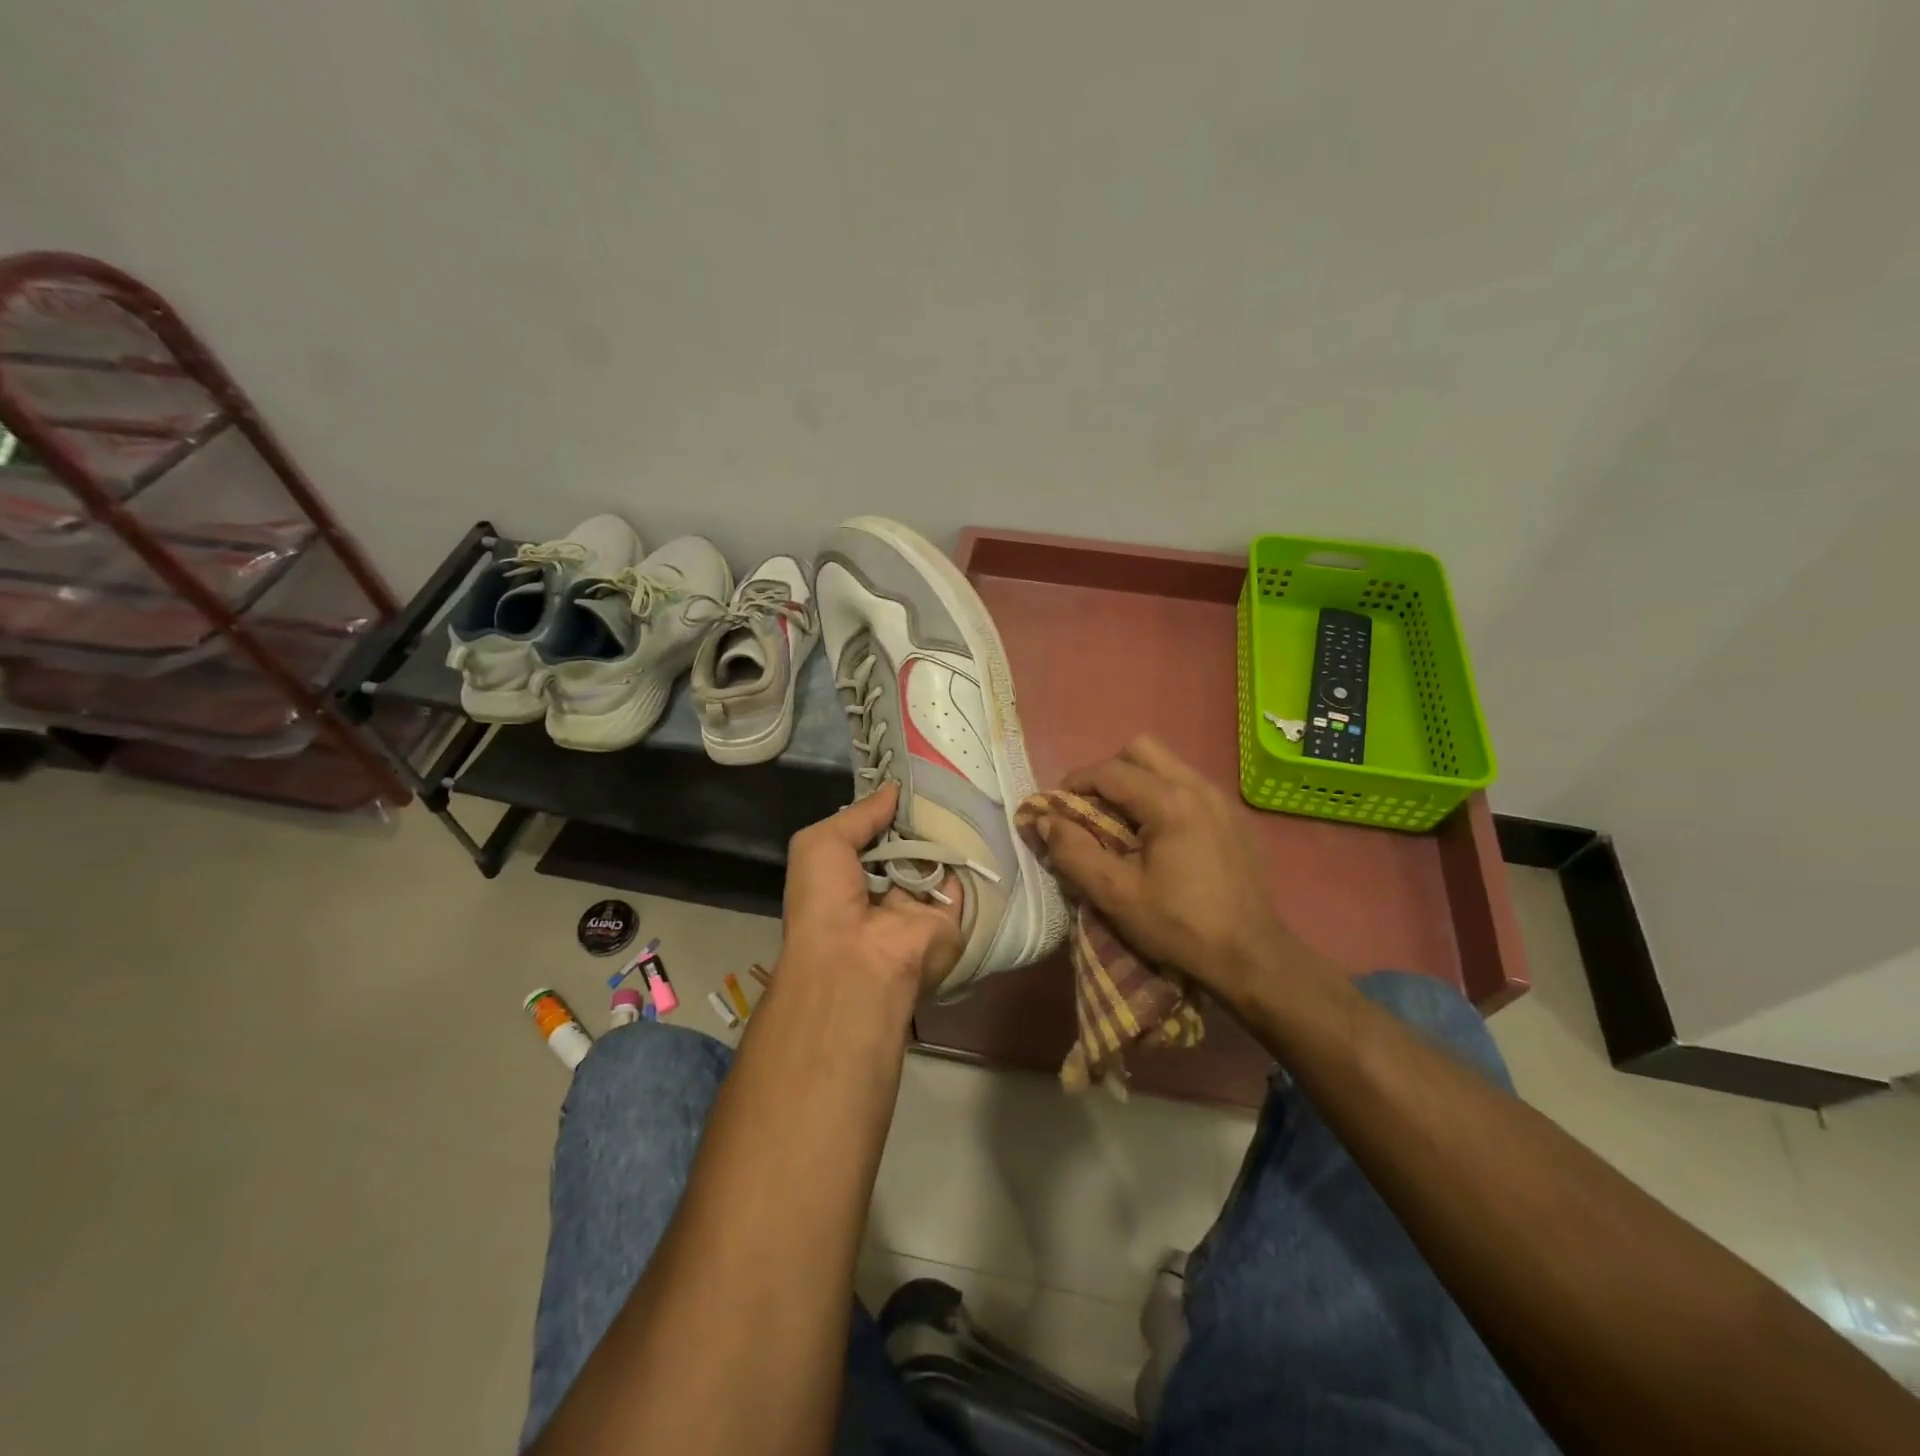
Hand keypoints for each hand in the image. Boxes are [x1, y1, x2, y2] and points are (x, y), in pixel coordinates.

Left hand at [778, 783, 964, 1013]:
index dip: (886, 810)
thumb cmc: (826, 901)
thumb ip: (859, 813)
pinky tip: (978, 821)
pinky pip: (962, 882)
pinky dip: (968, 857)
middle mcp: (882, 893)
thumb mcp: (821, 843)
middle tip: (942, 779)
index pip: (871, 837)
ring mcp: (917, 907)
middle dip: (918, 819)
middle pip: (906, 847)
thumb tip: (894, 788)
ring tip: (962, 791)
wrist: (857, 963)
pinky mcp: (949, 920)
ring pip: (935, 861)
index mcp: (846, 878)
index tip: (909, 778)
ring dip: (945, 833)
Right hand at [1039, 736, 1328, 1002]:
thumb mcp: (1116, 896)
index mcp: (1170, 802)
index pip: (1110, 771)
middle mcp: (1199, 787)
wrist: (1252, 957)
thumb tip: (1044, 820)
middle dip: (1109, 772)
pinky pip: (1190, 786)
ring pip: (1168, 764)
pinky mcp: (1235, 817)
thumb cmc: (1180, 926)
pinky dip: (1164, 795)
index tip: (1057, 806)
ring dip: (1137, 782)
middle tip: (1093, 809)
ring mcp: (1223, 800)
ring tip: (1124, 823)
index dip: (1075, 784)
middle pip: (1142, 750)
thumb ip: (1074, 853)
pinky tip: (1160, 836)